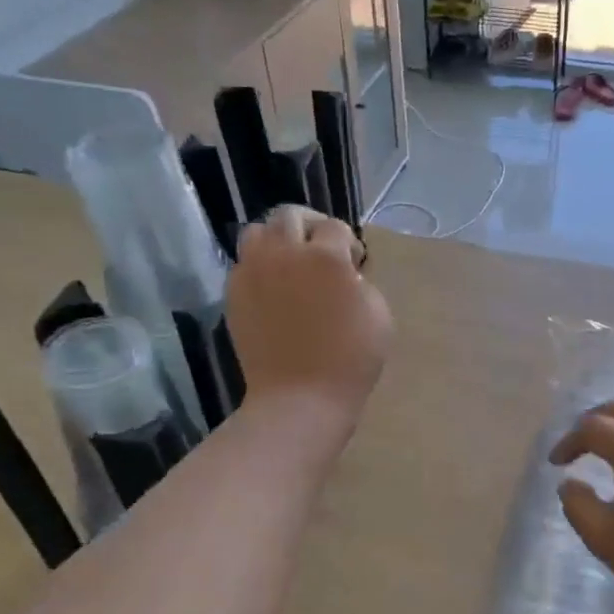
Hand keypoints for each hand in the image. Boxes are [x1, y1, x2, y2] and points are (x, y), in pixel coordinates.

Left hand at [227, 206, 390, 430]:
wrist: (300, 397)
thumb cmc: (350, 360)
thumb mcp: (379, 314)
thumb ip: (361, 281)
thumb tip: (343, 273)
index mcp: (325, 257)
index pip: (335, 227)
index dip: (349, 243)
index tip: (355, 266)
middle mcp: (284, 254)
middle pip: (290, 215)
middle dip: (310, 227)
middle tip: (321, 252)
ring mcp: (253, 273)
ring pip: (257, 232)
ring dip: (277, 240)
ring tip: (290, 264)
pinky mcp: (234, 294)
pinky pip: (244, 264)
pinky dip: (259, 268)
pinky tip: (274, 290)